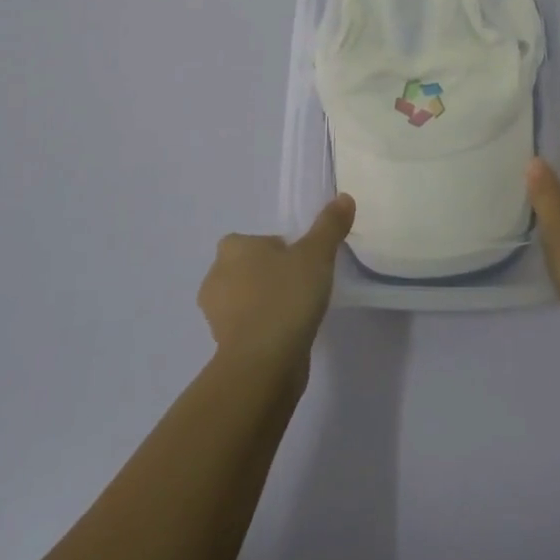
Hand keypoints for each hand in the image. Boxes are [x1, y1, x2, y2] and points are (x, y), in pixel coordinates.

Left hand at [198, 195, 354, 373]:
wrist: (264, 362)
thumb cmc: (286, 297)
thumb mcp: (316, 254)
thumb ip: (330, 226)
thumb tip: (344, 197)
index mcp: (232, 248)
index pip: (256, 241)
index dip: (280, 249)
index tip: (302, 263)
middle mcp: (216, 277)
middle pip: (249, 269)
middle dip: (271, 276)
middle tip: (303, 286)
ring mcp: (216, 315)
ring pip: (246, 299)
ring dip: (266, 303)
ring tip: (298, 312)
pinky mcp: (223, 346)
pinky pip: (248, 327)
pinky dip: (264, 328)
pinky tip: (288, 335)